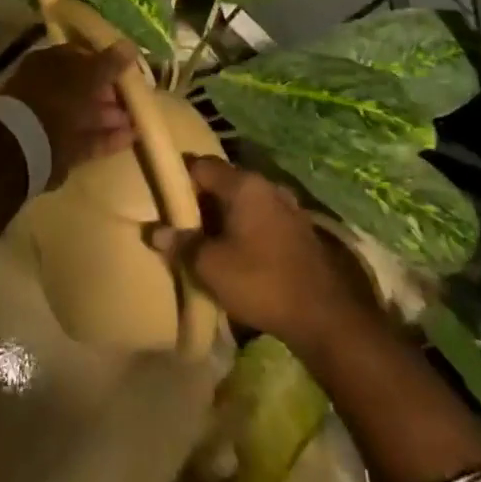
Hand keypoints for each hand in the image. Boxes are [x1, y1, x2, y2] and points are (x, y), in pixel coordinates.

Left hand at [0, 41, 139, 186]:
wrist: (28, 142)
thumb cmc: (58, 96)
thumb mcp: (89, 74)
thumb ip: (110, 62)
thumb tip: (130, 45)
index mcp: (48, 63)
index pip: (79, 57)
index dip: (104, 62)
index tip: (126, 70)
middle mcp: (47, 87)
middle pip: (82, 87)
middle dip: (108, 93)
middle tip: (132, 99)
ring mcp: (50, 118)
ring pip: (84, 114)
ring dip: (110, 117)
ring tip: (135, 120)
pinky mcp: (57, 146)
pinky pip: (85, 138)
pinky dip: (106, 138)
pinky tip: (130, 138)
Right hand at [150, 158, 378, 354]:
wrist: (325, 316)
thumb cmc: (261, 281)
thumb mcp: (210, 267)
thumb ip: (181, 245)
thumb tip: (155, 231)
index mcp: (244, 185)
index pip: (202, 165)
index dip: (179, 176)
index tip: (162, 195)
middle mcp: (267, 186)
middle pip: (224, 181)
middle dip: (201, 199)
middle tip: (180, 221)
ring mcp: (288, 207)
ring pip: (244, 201)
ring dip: (224, 216)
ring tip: (205, 239)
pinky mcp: (300, 231)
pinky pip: (262, 219)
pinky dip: (245, 228)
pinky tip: (236, 252)